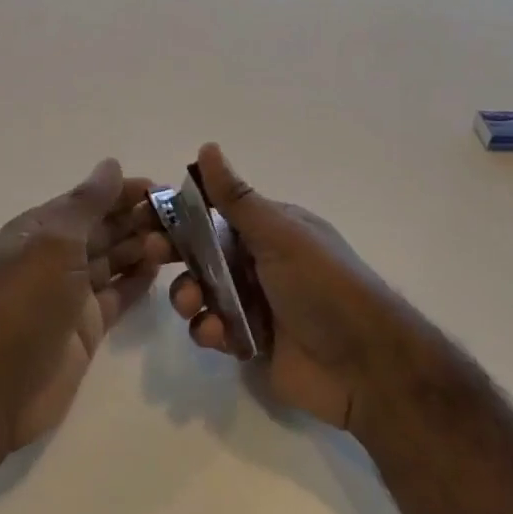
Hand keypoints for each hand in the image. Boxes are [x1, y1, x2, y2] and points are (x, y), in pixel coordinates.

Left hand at [0, 159, 171, 453]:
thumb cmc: (24, 305)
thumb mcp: (54, 244)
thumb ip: (87, 204)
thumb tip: (111, 164)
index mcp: (40, 230)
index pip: (88, 200)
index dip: (124, 191)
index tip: (164, 189)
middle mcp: (55, 257)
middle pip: (104, 229)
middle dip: (140, 219)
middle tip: (184, 217)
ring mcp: (71, 294)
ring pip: (114, 260)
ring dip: (143, 247)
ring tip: (180, 241)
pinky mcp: (87, 327)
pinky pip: (118, 294)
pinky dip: (138, 279)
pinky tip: (162, 267)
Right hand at [166, 144, 400, 432]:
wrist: (366, 366)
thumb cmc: (323, 287)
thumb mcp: (280, 235)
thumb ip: (238, 198)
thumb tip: (208, 147)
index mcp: (271, 229)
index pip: (215, 212)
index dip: (180, 212)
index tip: (146, 215)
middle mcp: (261, 261)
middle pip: (203, 251)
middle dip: (175, 252)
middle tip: (149, 253)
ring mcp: (256, 303)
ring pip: (203, 291)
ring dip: (189, 294)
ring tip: (192, 304)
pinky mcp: (253, 342)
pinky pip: (215, 329)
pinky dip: (210, 330)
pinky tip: (218, 335)